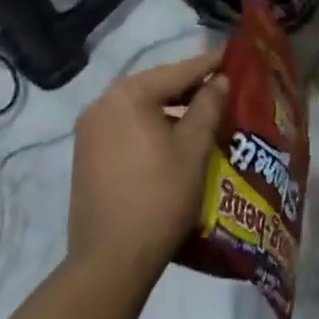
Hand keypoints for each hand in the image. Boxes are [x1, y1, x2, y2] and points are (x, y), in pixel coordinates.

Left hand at [68, 49, 228, 282]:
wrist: (110, 263)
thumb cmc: (159, 197)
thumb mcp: (194, 148)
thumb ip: (208, 106)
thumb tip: (219, 80)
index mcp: (128, 95)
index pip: (177, 71)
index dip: (208, 65)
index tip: (232, 56)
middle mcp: (102, 104)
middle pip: (155, 87)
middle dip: (189, 88)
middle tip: (222, 88)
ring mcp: (89, 132)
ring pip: (140, 109)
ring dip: (170, 110)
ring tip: (203, 115)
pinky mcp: (86, 157)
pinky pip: (126, 128)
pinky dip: (150, 128)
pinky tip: (173, 140)